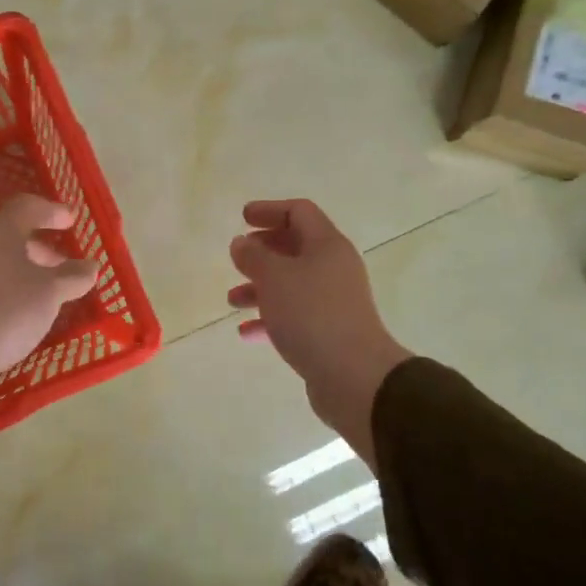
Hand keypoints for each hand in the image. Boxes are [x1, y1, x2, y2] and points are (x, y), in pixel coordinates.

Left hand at [0, 195, 97, 420]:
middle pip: (11, 236)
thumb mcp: (48, 294)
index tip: (71, 222)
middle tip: (64, 268)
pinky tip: (22, 316)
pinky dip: (9, 292)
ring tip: (48, 298)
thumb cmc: (2, 311)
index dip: (52, 212)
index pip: (27, 207)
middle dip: (42, 250)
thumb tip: (90, 266)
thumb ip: (72, 277)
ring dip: (26, 274)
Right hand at [228, 199, 409, 470]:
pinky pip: (294, 316)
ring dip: (261, 287)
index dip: (270, 210)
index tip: (243, 217)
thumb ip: (253, 256)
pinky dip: (270, 318)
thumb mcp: (274, 278)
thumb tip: (241, 243)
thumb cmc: (311, 315)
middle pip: (297, 247)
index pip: (299, 212)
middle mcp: (334, 268)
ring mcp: (333, 301)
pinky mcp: (329, 332)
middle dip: (264, 250)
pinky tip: (247, 332)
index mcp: (327, 245)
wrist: (353, 376)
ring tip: (232, 300)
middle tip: (238, 256)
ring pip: (292, 284)